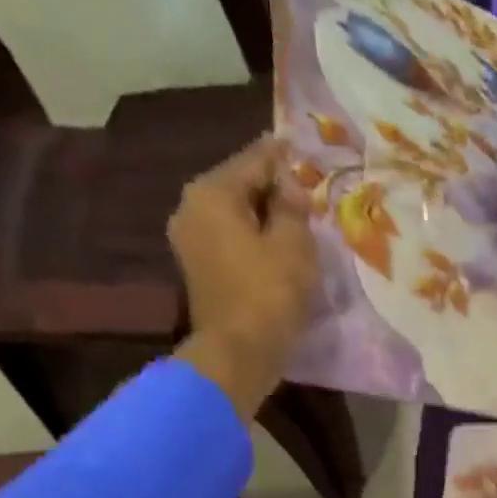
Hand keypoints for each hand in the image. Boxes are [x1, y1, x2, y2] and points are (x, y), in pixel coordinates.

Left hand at [169, 135, 319, 418]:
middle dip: (272, 186)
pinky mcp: (200, 269)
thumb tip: (289, 184)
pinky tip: (279, 245)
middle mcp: (192, 208)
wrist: (238, 353)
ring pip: (236, 215)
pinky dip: (255, 238)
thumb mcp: (293, 245)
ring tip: (297, 218)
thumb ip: (292, 206)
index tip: (299, 144)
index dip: (281, 154)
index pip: (253, 160)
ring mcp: (191, 240)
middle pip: (240, 186)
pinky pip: (233, 240)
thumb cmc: (269, 294)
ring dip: (265, 215)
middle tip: (305, 186)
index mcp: (212, 193)